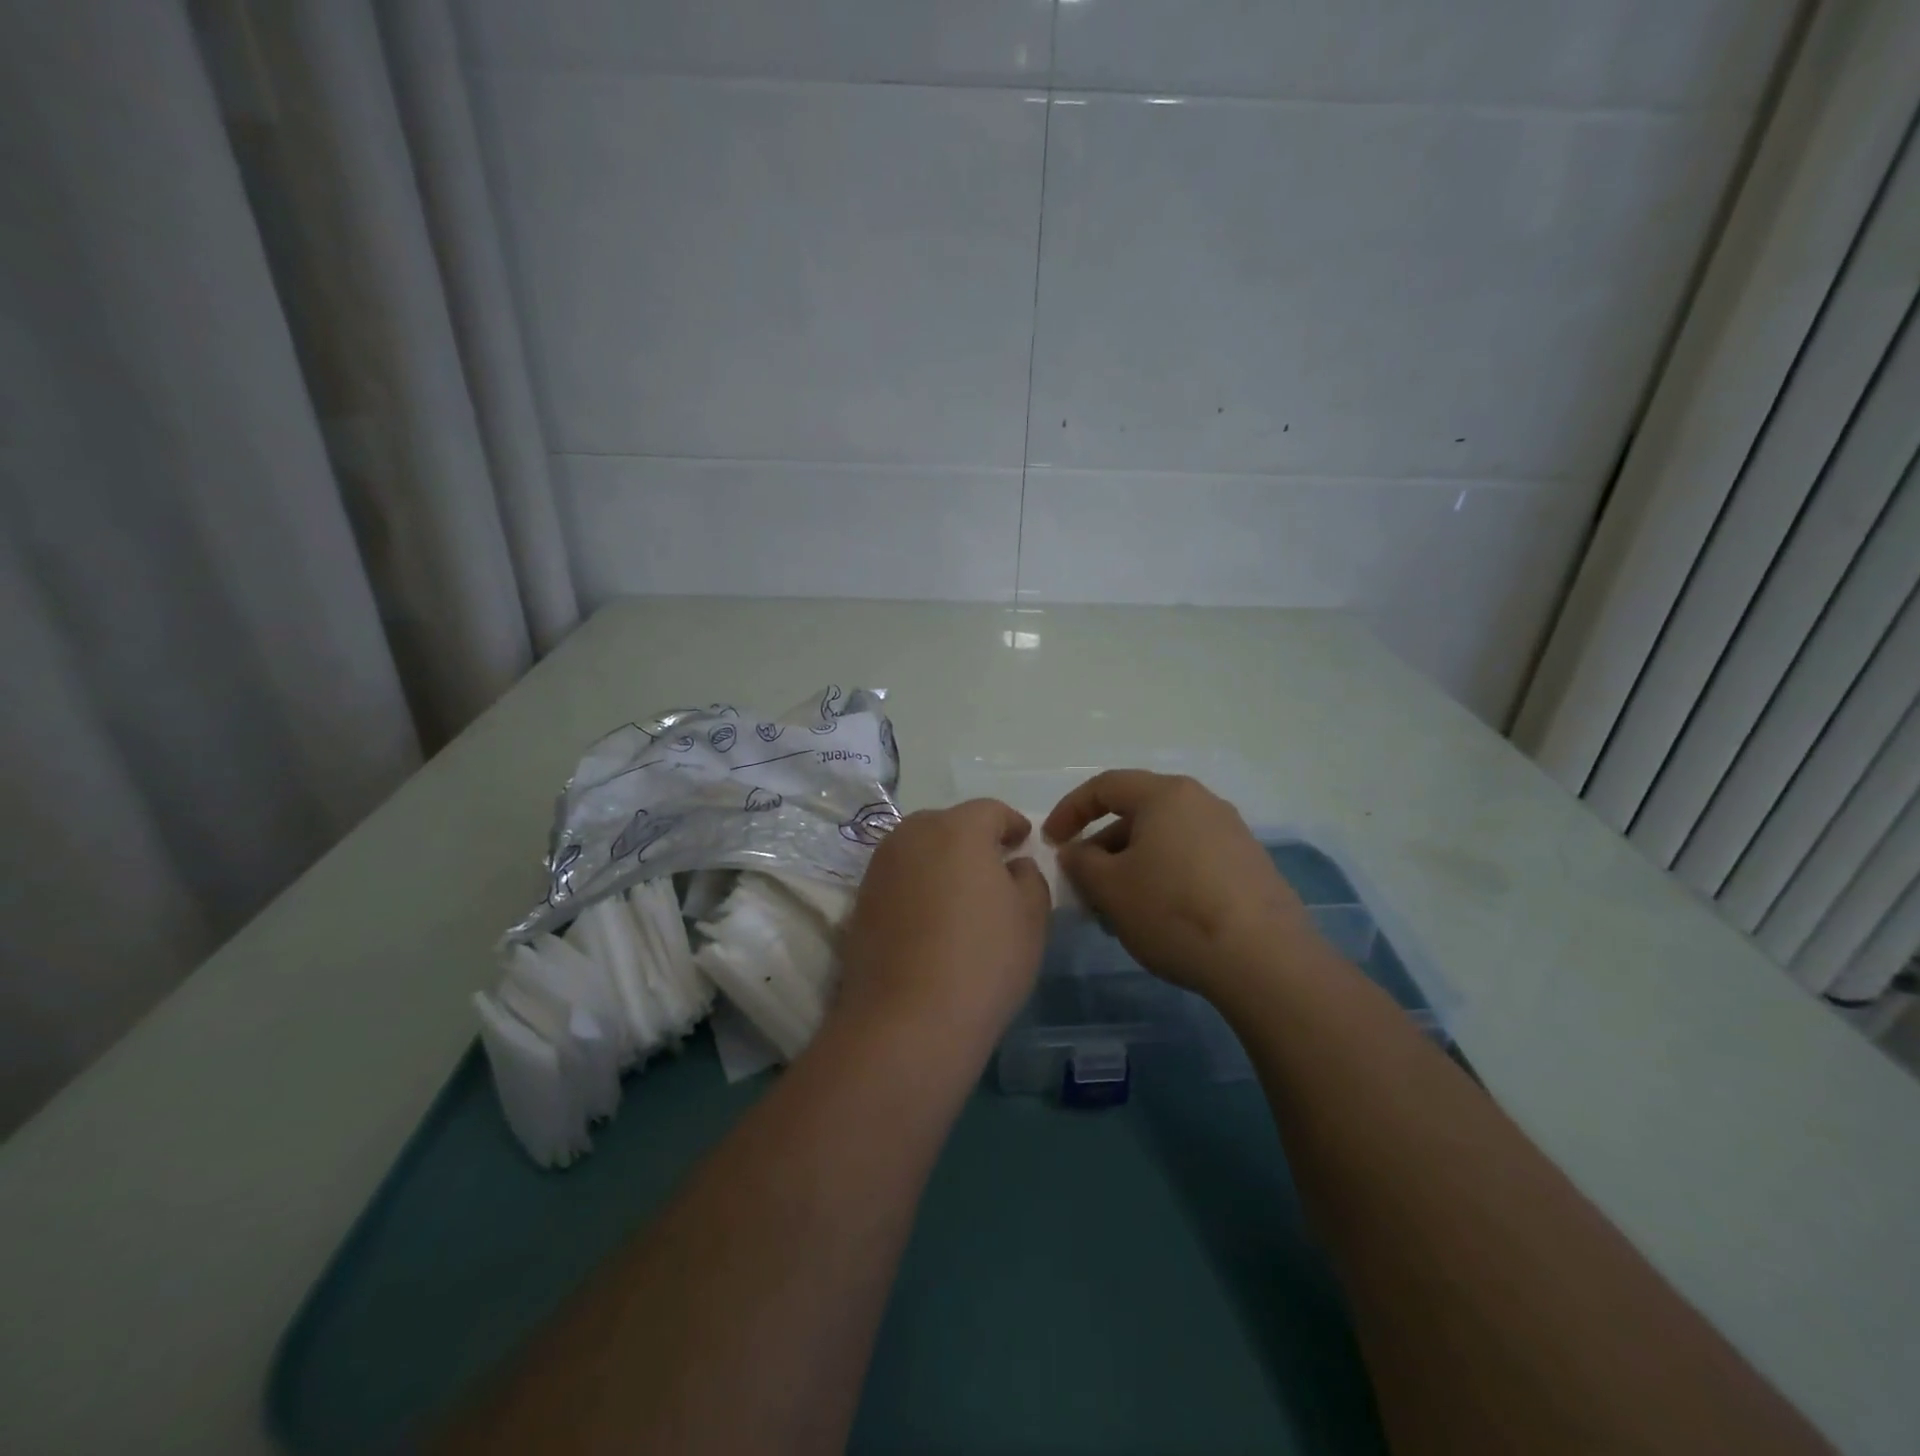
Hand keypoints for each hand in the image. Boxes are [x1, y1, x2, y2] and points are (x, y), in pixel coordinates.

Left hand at [835, 799, 1050, 1048]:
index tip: (1023, 841)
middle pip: (949, 823)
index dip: (1011, 824)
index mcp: (958, 829)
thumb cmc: (984, 960)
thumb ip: (1030, 878)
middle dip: (973, 838)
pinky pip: (898, 876)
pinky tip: (930, 916)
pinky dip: (917, 884)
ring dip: (940, 859)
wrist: (908, 1019)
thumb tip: (1014, 865)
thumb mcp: (1032, 918)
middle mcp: (913, 835)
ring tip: (960, 892)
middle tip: (993, 866)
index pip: (990, 811)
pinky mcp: (860, 899)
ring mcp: (880, 866)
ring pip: (918, 848)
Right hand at [1044, 771, 1325, 1003]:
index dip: (1069, 811)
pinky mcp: (1249, 867)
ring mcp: (1231, 834)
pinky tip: (1156, 919)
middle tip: (1084, 886)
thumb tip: (1076, 852)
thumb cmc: (1174, 911)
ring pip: (1163, 841)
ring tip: (1116, 912)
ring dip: (1130, 868)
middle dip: (1101, 848)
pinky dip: (1162, 878)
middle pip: (1136, 814)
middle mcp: (1202, 803)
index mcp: (1166, 795)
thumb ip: (1081, 862)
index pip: (1105, 786)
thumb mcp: (1110, 888)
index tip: (1051, 843)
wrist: (1265, 960)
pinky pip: (1190, 860)